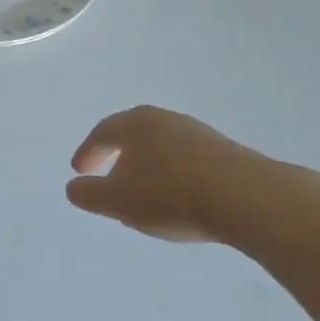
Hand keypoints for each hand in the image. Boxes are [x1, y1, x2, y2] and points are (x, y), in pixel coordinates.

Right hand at [67, 106, 319, 248]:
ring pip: (161, 146)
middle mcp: (164, 118)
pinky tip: (178, 197)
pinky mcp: (223, 150)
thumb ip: (90, 195)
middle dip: (118, 155)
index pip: (102, 132)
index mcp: (134, 123)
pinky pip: (185, 159)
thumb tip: (72, 188)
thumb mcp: (119, 201)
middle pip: (133, 134)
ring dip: (147, 166)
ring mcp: (196, 132)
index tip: (79, 170)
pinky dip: (172, 173)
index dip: (88, 152)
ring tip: (144, 192)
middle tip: (108, 176)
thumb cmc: (171, 195)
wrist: (246, 198)